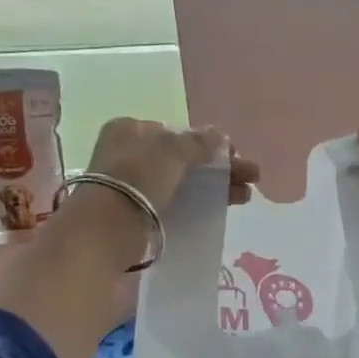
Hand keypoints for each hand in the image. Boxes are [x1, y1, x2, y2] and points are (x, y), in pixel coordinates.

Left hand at [85, 118, 258, 212]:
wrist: (107, 228)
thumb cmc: (137, 177)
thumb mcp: (171, 151)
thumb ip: (197, 142)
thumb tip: (219, 134)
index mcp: (130, 129)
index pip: (175, 132)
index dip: (206, 142)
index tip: (233, 154)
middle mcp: (128, 154)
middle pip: (182, 158)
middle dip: (218, 167)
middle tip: (251, 176)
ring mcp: (131, 185)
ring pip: (182, 181)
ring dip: (215, 186)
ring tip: (246, 195)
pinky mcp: (138, 213)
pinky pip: (175, 203)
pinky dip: (199, 203)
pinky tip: (222, 207)